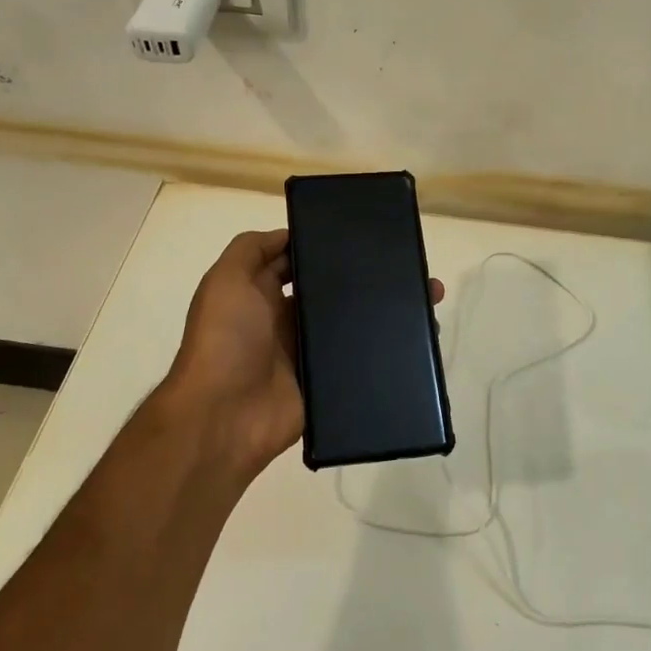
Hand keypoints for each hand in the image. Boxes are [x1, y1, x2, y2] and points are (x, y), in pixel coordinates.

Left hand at [162, 229, 442, 480]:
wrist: (224, 417)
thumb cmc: (224, 340)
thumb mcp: (225, 281)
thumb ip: (250, 249)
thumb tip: (290, 233)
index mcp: (261, 294)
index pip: (299, 262)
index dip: (326, 247)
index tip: (366, 234)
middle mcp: (286, 320)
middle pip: (330, 292)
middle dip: (364, 278)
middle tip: (408, 265)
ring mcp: (307, 353)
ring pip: (351, 325)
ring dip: (383, 312)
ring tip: (426, 295)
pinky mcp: (325, 382)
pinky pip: (358, 361)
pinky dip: (384, 349)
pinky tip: (419, 336)